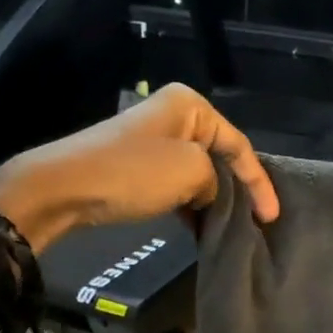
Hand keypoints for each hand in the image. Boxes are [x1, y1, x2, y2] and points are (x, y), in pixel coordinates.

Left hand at [0, 84, 277, 246]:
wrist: (61, 189)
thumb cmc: (132, 172)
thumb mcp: (191, 172)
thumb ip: (217, 181)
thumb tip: (210, 194)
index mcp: (190, 105)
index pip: (239, 144)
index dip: (259, 182)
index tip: (271, 217)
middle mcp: (174, 115)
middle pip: (220, 156)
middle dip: (237, 189)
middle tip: (255, 222)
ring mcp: (152, 140)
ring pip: (198, 172)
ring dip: (213, 200)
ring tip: (229, 227)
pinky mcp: (135, 165)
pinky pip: (175, 184)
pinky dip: (189, 204)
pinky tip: (197, 226)